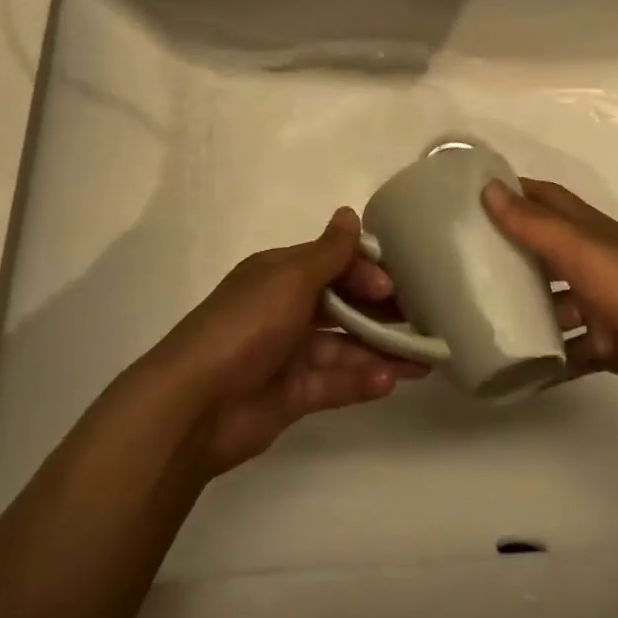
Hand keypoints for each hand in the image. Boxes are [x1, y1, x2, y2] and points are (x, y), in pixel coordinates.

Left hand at [148, 208, 427, 474]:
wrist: (194, 404)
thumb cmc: (246, 326)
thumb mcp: (290, 279)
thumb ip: (328, 253)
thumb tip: (350, 213)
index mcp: (280, 275)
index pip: (332, 264)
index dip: (364, 271)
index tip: (394, 285)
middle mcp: (285, 309)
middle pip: (342, 305)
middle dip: (381, 311)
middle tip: (424, 318)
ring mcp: (288, 354)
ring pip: (344, 347)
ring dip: (380, 350)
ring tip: (423, 359)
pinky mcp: (292, 395)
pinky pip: (334, 383)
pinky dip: (361, 381)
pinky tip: (391, 381)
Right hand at [484, 178, 617, 413]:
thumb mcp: (581, 250)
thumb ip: (534, 225)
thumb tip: (488, 188)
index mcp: (589, 231)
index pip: (545, 199)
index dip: (513, 192)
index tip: (470, 196)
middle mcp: (594, 261)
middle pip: (545, 250)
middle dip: (510, 253)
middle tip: (461, 262)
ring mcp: (602, 304)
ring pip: (554, 302)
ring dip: (525, 307)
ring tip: (479, 315)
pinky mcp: (608, 345)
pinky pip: (569, 348)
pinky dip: (547, 355)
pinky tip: (513, 363)